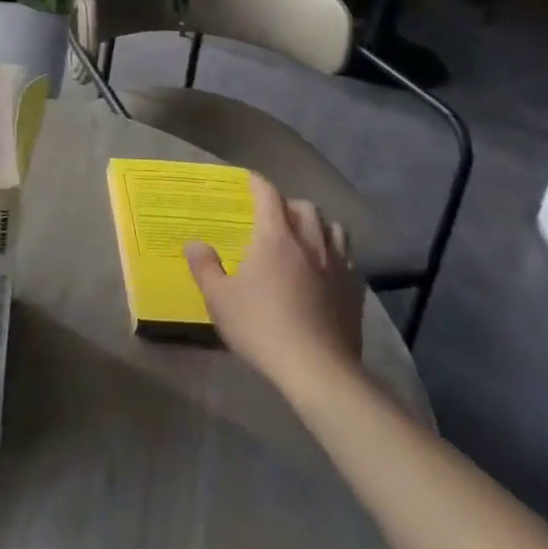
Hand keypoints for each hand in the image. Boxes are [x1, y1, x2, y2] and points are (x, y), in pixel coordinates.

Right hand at [184, 173, 362, 400]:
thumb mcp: (219, 300)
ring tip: (307, 236)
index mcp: (275, 237)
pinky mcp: (355, 290)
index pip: (269, 196)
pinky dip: (337, 255)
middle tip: (276, 215)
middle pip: (305, 208)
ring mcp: (337, 265)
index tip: (250, 180)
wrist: (317, 368)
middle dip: (289, 204)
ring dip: (318, 226)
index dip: (258, 184)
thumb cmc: (261, 327)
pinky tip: (328, 270)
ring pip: (334, 229)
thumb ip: (205, 267)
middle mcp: (309, 242)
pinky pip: (348, 260)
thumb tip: (193, 243)